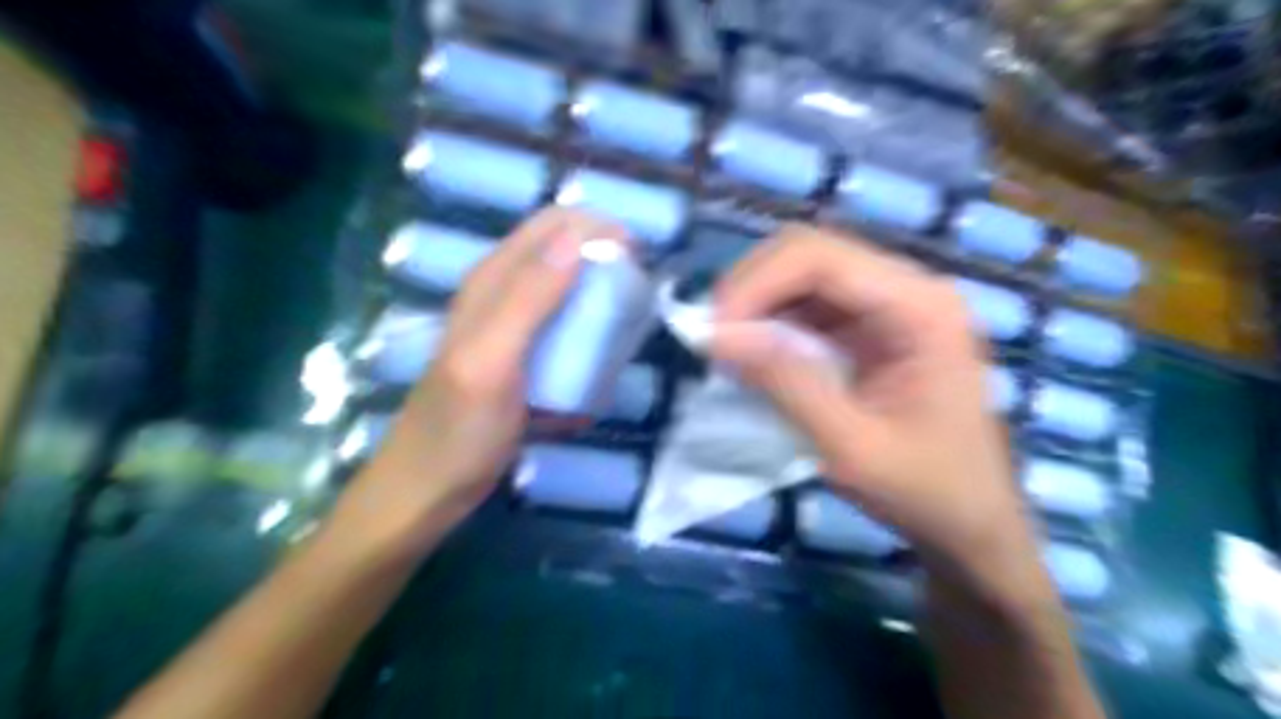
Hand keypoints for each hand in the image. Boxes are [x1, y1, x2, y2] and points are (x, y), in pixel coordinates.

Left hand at [331, 209, 628, 556]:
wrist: (431, 488)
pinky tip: (597, 367)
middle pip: (564, 254)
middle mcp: (502, 293)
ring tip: (624, 334)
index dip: (597, 229)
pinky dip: (587, 340)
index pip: (552, 226)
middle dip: (605, 265)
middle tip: (636, 299)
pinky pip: (566, 332)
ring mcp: (513, 327)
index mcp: (492, 281)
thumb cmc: (460, 429)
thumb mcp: (493, 361)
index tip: (638, 259)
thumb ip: (529, 298)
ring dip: (600, 304)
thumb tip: (577, 238)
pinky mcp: (523, 358)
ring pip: (568, 291)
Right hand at [716, 228, 1044, 593]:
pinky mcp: (871, 324)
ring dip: (757, 301)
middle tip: (713, 336)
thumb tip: (717, 336)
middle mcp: (908, 287)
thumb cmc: (926, 490)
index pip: (821, 257)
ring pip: (803, 272)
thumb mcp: (851, 447)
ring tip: (726, 344)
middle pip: (810, 252)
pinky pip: (809, 303)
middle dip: (751, 287)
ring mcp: (890, 302)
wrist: (972, 521)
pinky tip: (753, 350)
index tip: (713, 330)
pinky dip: (771, 320)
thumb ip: (787, 385)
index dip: (756, 283)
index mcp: (921, 306)